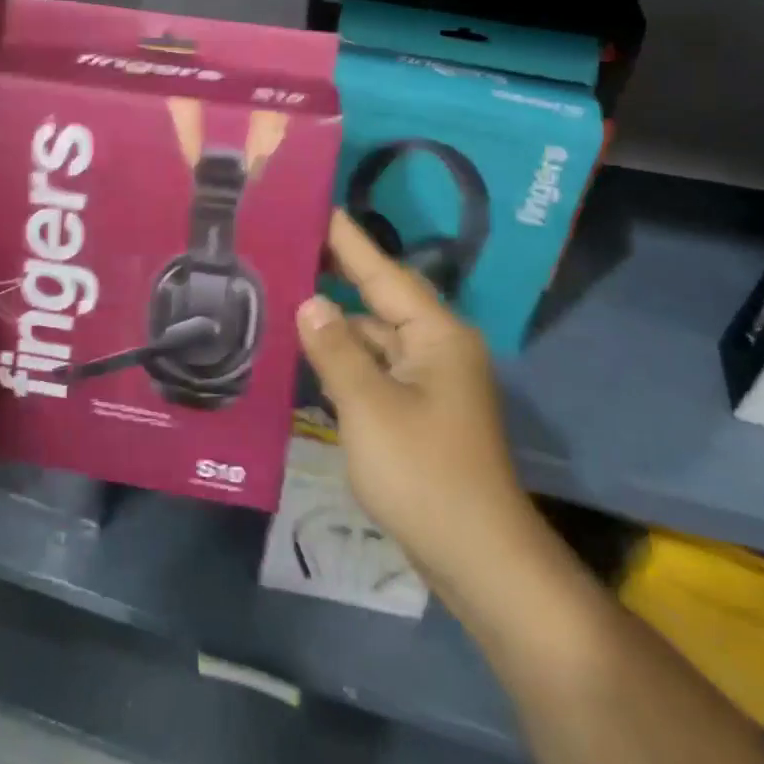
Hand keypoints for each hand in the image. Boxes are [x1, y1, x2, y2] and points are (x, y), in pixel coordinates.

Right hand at [295, 211, 532, 583]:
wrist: (477, 557)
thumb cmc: (423, 472)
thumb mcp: (369, 406)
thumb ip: (336, 349)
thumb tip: (310, 302)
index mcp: (436, 335)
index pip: (383, 273)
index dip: (348, 241)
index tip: (318, 206)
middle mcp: (437, 348)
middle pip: (380, 299)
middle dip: (338, 274)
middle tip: (289, 244)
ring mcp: (429, 382)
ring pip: (375, 336)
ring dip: (337, 320)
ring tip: (286, 293)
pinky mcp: (418, 412)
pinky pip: (376, 368)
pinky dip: (345, 357)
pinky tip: (310, 350)